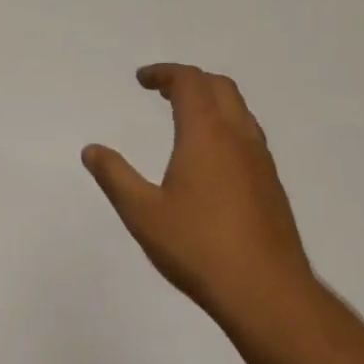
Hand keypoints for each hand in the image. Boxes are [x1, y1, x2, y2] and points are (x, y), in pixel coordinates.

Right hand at [82, 64, 315, 327]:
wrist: (266, 290)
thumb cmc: (198, 248)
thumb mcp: (143, 214)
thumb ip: (115, 177)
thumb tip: (91, 150)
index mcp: (207, 134)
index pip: (189, 82)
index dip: (164, 73)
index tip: (141, 80)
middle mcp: (239, 137)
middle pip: (219, 87)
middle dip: (189, 80)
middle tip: (161, 91)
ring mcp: (261, 160)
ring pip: (239, 110)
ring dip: (211, 101)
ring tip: (184, 117)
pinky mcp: (271, 183)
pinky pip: (248, 134)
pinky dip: (225, 125)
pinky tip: (211, 157)